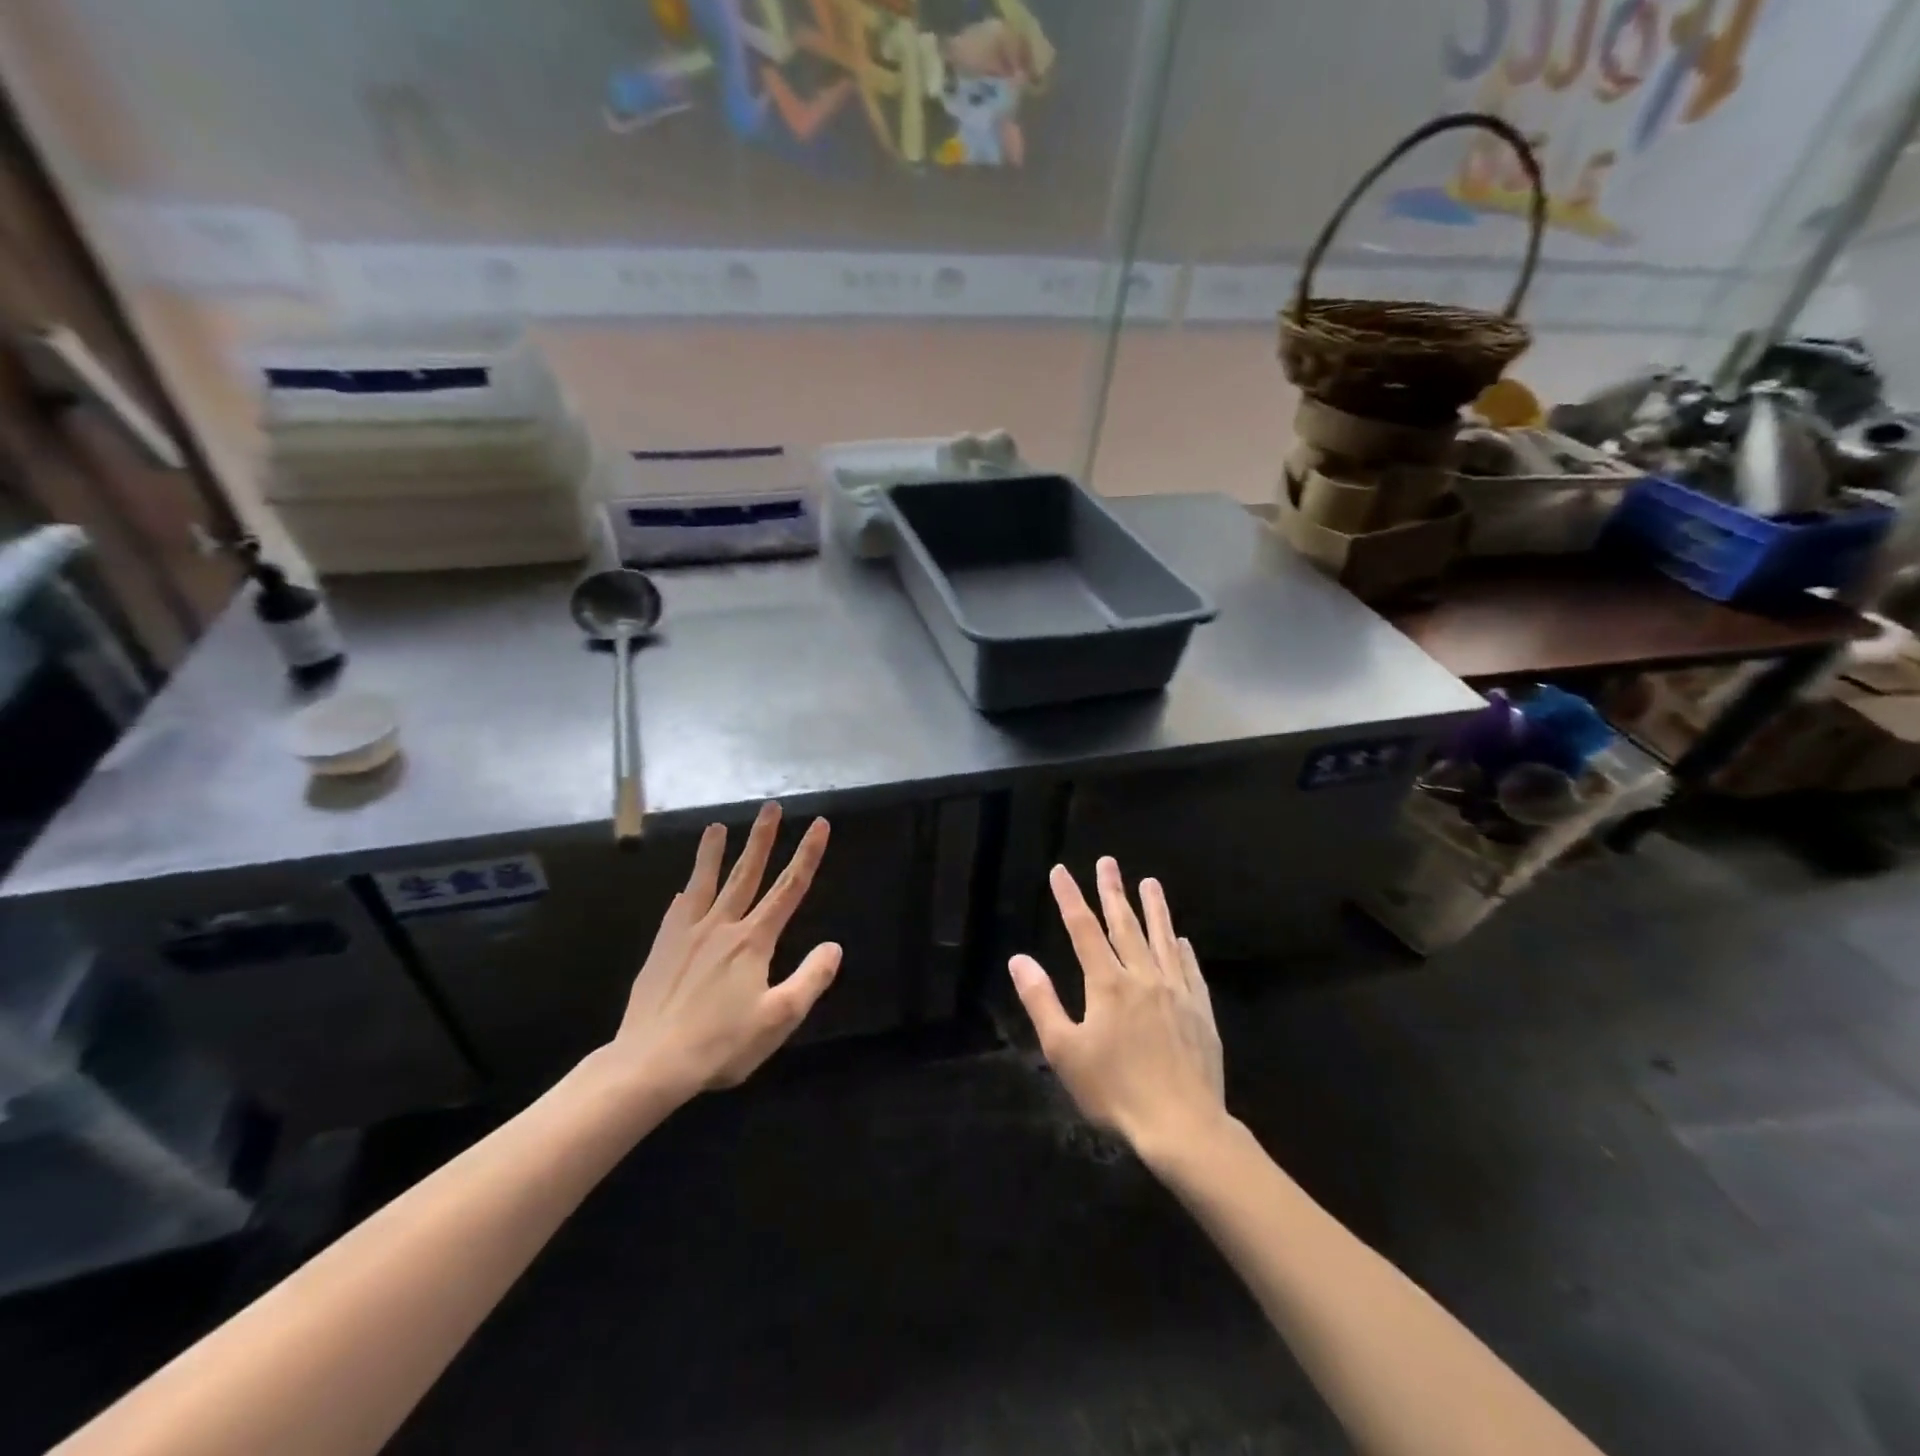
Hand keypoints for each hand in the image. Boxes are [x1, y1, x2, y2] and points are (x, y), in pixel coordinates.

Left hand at [606, 802, 838, 1104]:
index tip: (819, 824)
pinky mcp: (662, 948)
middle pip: (746, 873)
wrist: (651, 1062)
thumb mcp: (779, 1018)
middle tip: (770, 806)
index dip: (808, 855)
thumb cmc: (722, 1043)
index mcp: (754, 941)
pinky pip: (677, 911)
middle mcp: (722, 927)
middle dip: (762, 838)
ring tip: (717, 826)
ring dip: (713, 852)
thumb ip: (810, 979)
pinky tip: (683, 889)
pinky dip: (685, 893)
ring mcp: (687, 934)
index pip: (789, 889)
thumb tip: (834, 946)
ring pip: (705, 883)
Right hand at [1009, 858, 1225, 1157]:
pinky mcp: (1201, 1011)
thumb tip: (1019, 959)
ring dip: (1154, 908)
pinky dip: (1183, 950)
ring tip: (1151, 882)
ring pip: (1162, 939)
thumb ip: (1041, 1000)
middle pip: (1125, 925)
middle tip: (1108, 862)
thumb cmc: (1115, 1090)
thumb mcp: (1064, 1050)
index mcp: (1107, 984)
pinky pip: (1191, 970)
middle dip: (1113, 891)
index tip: (1060, 871)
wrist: (1183, 1125)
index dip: (1070, 898)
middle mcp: (1143, 977)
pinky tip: (1182, 940)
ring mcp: (1176, 992)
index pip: (1083, 929)